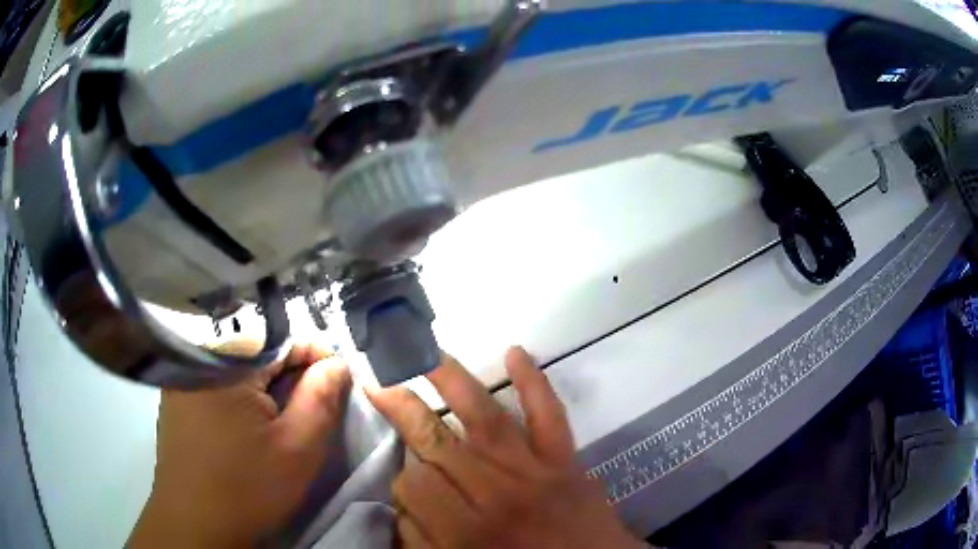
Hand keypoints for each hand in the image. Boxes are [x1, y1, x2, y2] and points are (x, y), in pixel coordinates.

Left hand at [128, 341, 351, 548]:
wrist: (196, 523)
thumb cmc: (248, 488)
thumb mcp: (298, 449)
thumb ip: (322, 398)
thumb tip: (337, 364)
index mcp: (227, 361)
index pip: (281, 337)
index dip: (315, 356)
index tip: (337, 380)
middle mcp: (197, 356)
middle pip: (256, 348)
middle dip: (290, 371)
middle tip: (311, 402)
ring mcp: (182, 376)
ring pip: (236, 363)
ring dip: (265, 381)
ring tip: (283, 413)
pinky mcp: (176, 396)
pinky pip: (216, 378)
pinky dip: (240, 391)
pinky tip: (249, 421)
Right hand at [366, 347, 644, 548]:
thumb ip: (421, 540)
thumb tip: (402, 502)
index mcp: (465, 530)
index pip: (412, 482)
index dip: (402, 479)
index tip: (408, 484)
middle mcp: (495, 492)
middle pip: (437, 442)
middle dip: (403, 410)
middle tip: (379, 385)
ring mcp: (534, 469)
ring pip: (484, 417)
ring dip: (451, 381)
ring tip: (424, 354)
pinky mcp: (565, 458)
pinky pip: (550, 414)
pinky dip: (535, 382)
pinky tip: (515, 352)